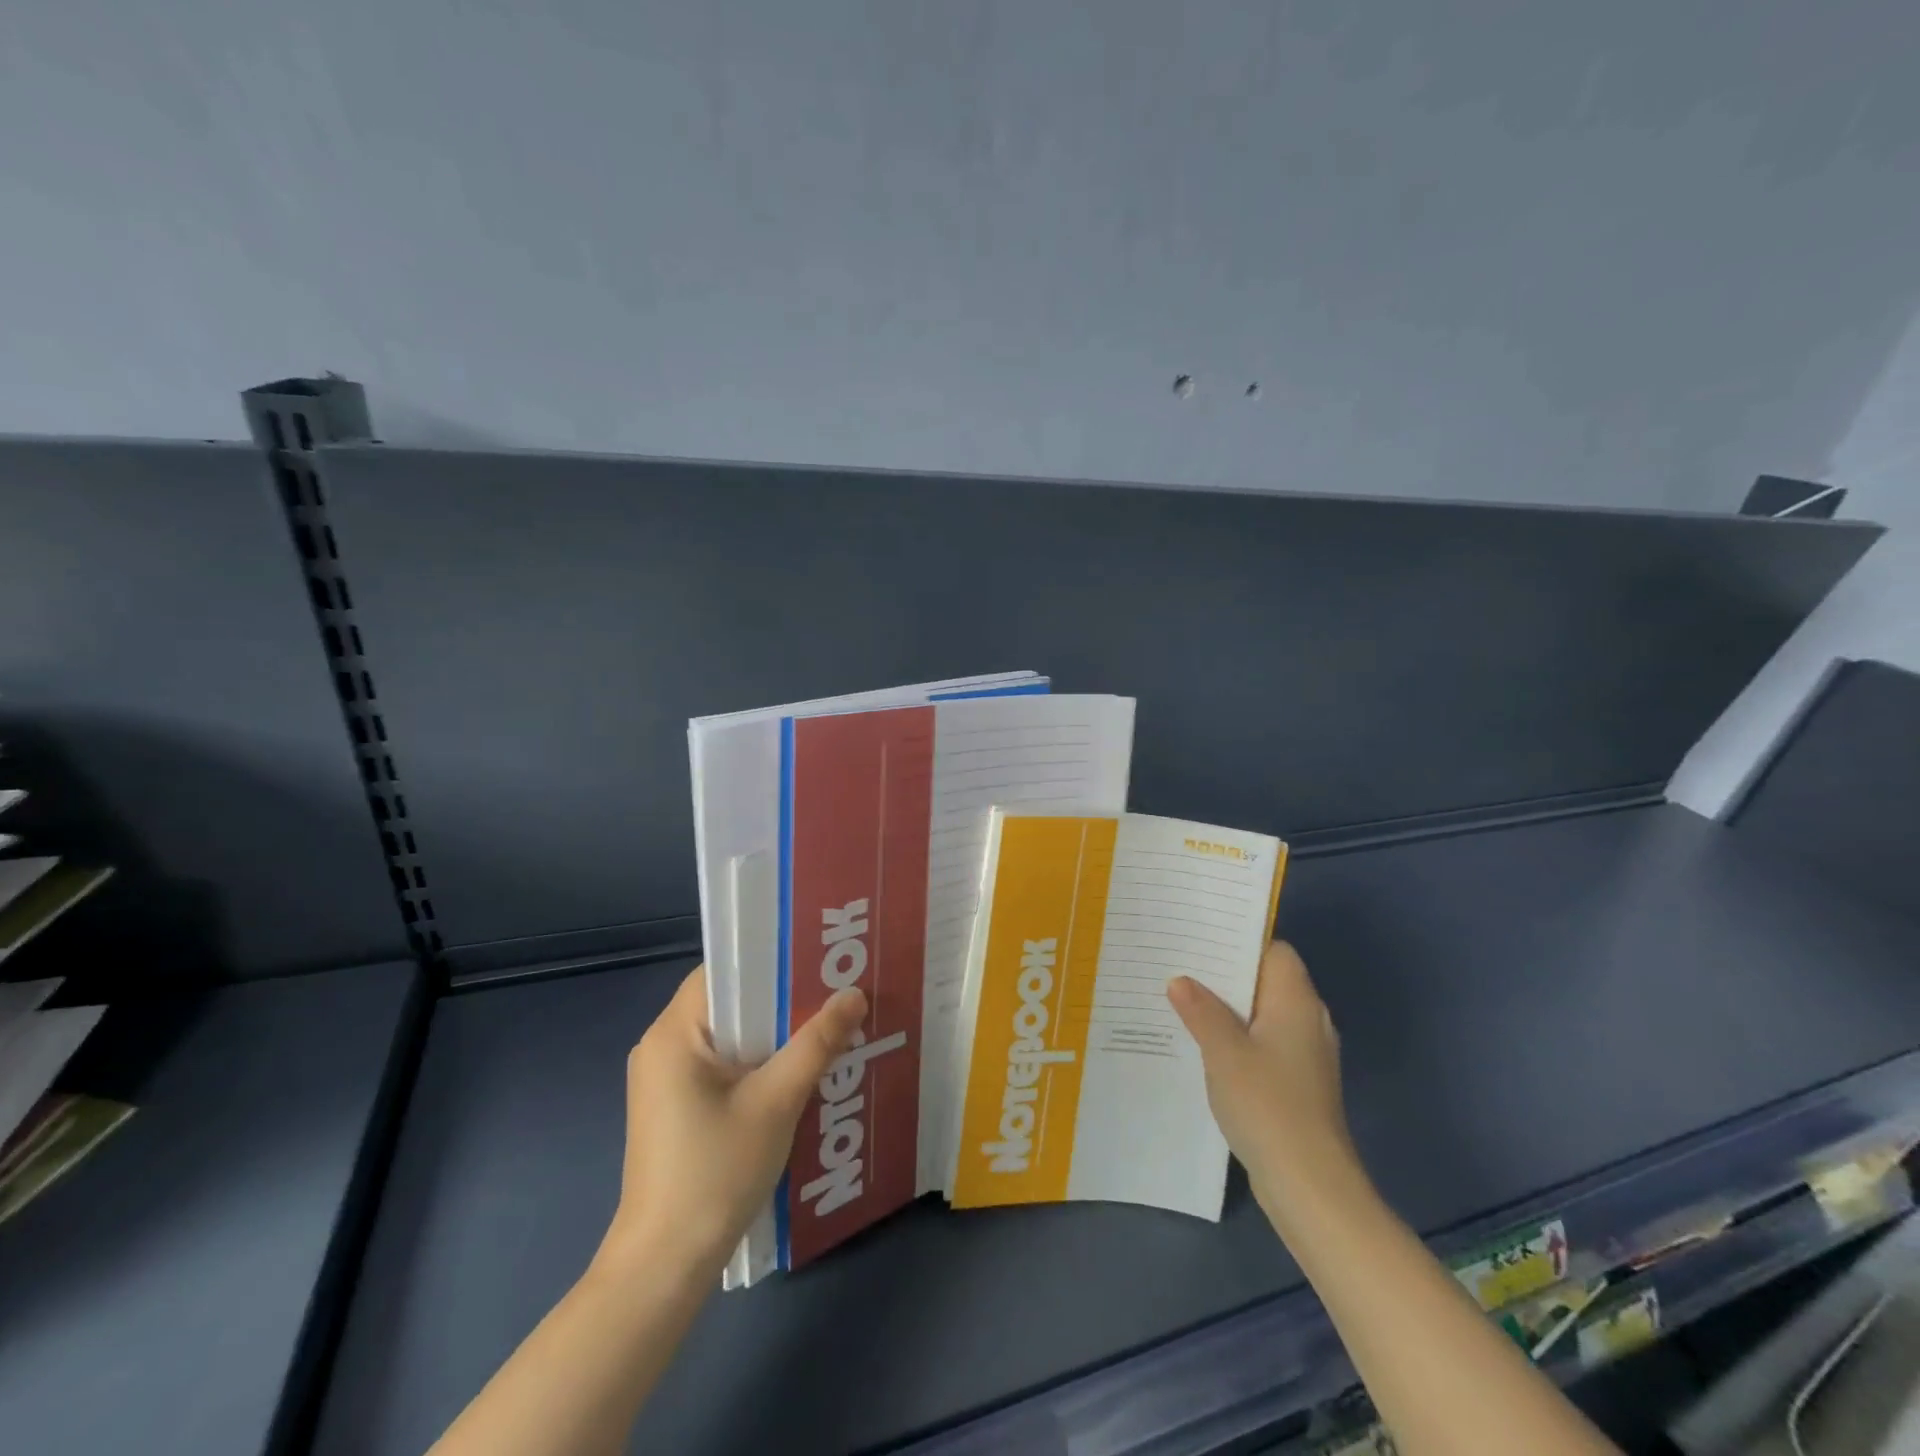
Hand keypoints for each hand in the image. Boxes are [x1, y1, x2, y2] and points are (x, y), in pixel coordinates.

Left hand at [601, 967, 867, 1278]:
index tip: (818, 960)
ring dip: (773, 1032)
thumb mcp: (776, 1102)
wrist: (665, 1265)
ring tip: (825, 1024)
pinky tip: (796, 1070)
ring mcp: (666, 1079)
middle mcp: (662, 1045)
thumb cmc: (715, 1173)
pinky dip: (757, 1059)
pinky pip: (722, 1063)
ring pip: (729, 1034)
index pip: (724, 971)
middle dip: (781, 998)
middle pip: (729, 1001)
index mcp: (673, 1033)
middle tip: (833, 990)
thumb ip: (816, 1043)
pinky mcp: (675, 1106)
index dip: (771, 960)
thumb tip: (855, 994)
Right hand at [1168, 941, 1360, 1218]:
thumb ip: (1200, 1010)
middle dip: (1226, 974)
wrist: (1310, 1185)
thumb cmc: (1268, 1105)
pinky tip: (1204, 1046)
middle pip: (1267, 980)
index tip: (1201, 937)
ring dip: (1228, 1008)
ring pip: (1263, 1014)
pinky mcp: (1298, 1083)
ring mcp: (1306, 1054)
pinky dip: (1238, 1038)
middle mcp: (1308, 1020)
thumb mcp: (1224, 1051)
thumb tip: (1180, 980)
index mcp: (1296, 1001)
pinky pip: (1264, 1043)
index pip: (1274, 950)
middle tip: (1180, 965)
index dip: (1240, 940)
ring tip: (1183, 1000)